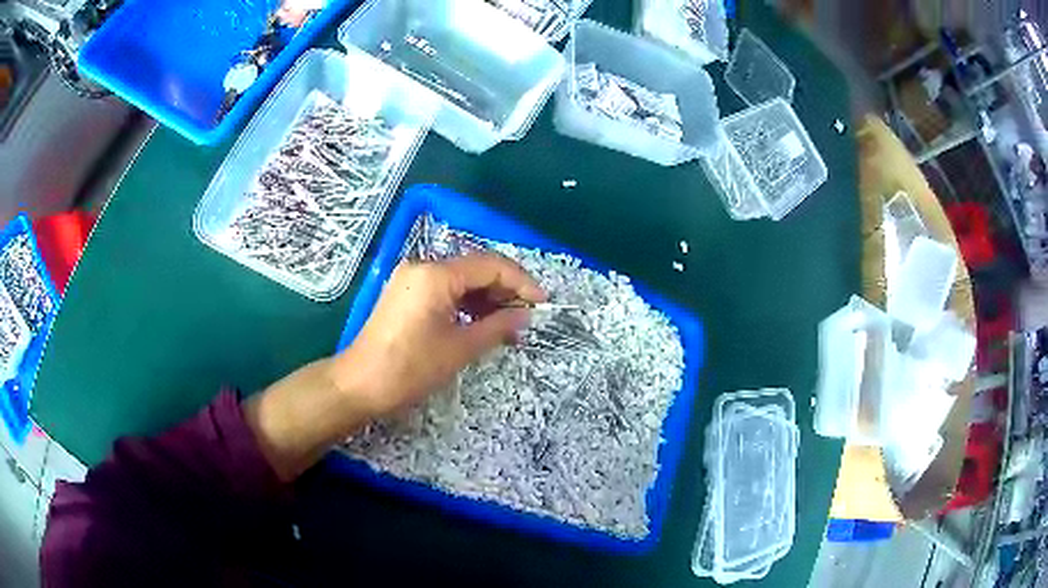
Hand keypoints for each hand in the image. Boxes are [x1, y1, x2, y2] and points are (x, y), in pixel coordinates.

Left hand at [244, 253, 545, 480]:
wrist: (359, 384)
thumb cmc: (410, 369)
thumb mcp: (459, 348)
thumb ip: (497, 326)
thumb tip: (524, 315)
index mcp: (436, 275)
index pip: (490, 265)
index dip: (521, 282)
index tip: (543, 303)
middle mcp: (422, 267)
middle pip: (475, 268)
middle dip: (505, 290)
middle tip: (527, 317)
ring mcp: (411, 278)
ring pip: (460, 279)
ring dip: (486, 298)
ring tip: (508, 324)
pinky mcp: (405, 293)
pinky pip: (444, 290)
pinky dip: (466, 303)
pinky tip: (481, 322)